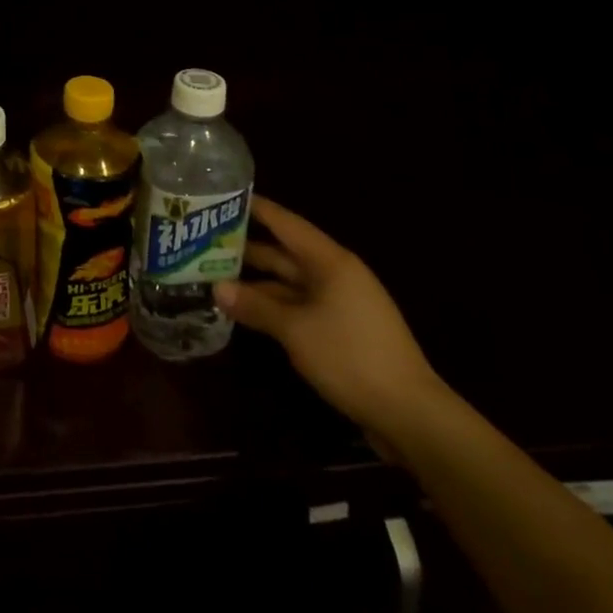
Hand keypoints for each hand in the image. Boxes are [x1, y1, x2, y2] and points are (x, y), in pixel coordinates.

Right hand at [214, 196, 447, 456]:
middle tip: (201, 240)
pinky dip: (270, 305)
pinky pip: (296, 306)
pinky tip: (242, 309)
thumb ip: (255, 305)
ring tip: (212, 275)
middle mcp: (334, 276)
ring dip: (254, 281)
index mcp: (330, 262)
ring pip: (287, 282)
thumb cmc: (351, 357)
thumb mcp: (295, 330)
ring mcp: (338, 304)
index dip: (254, 208)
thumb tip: (216, 288)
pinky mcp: (339, 330)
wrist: (411, 416)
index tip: (220, 196)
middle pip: (283, 253)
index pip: (285, 223)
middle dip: (244, 247)